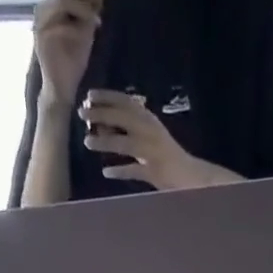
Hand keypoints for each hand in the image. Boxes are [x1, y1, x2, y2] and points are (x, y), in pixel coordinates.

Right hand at [33, 0, 102, 108]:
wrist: (61, 91)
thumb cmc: (72, 67)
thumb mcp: (83, 38)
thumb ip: (87, 20)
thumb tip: (98, 1)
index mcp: (51, 10)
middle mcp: (42, 12)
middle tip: (100, 1)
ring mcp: (40, 24)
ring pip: (60, 3)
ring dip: (80, 7)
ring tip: (96, 17)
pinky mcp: (41, 39)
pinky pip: (59, 25)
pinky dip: (75, 26)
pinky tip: (89, 29)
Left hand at [79, 90, 241, 190]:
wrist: (190, 177)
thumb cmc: (166, 156)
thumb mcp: (150, 134)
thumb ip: (131, 128)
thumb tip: (104, 125)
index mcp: (150, 120)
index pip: (126, 102)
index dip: (107, 97)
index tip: (89, 95)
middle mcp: (150, 131)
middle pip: (123, 119)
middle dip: (101, 114)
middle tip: (82, 114)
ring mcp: (152, 152)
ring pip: (125, 143)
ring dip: (105, 141)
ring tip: (87, 142)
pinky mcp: (154, 172)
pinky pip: (134, 170)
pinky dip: (119, 171)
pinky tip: (106, 171)